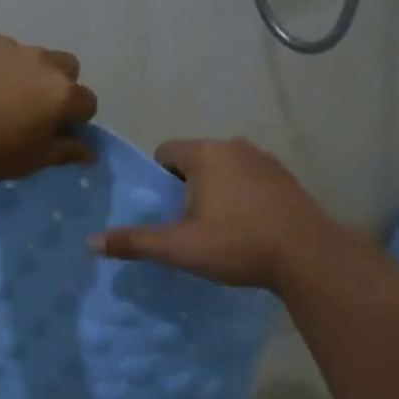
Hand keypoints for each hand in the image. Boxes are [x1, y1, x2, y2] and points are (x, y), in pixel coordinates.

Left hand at [0, 30, 97, 186]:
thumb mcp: (27, 162)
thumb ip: (62, 151)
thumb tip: (89, 152)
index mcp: (60, 93)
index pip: (86, 101)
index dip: (74, 118)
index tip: (55, 131)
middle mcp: (39, 60)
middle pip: (64, 66)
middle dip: (56, 84)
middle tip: (29, 107)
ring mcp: (3, 43)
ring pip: (24, 55)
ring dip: (18, 71)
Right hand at [91, 137, 339, 291]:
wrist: (307, 253)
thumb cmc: (238, 244)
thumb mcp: (181, 248)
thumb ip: (136, 242)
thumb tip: (91, 242)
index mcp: (205, 154)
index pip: (166, 152)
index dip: (159, 179)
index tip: (166, 209)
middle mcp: (233, 145)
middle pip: (196, 157)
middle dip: (188, 185)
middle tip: (190, 222)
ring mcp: (263, 157)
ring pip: (225, 166)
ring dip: (217, 187)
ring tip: (221, 226)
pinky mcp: (284, 174)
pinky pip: (250, 175)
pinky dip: (243, 192)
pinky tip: (251, 223)